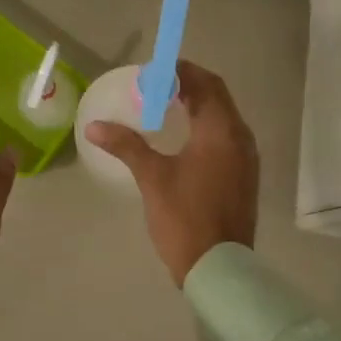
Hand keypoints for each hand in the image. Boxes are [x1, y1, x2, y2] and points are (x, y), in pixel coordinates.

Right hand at [87, 61, 258, 285]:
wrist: (219, 268)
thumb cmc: (185, 217)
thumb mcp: (152, 177)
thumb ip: (126, 145)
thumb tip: (94, 126)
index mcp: (221, 130)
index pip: (205, 83)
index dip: (180, 72)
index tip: (153, 72)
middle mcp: (240, 137)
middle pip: (217, 96)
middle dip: (189, 85)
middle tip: (157, 87)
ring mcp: (247, 157)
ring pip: (224, 116)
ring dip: (199, 105)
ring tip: (167, 107)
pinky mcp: (245, 174)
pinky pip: (227, 135)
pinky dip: (207, 126)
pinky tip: (184, 138)